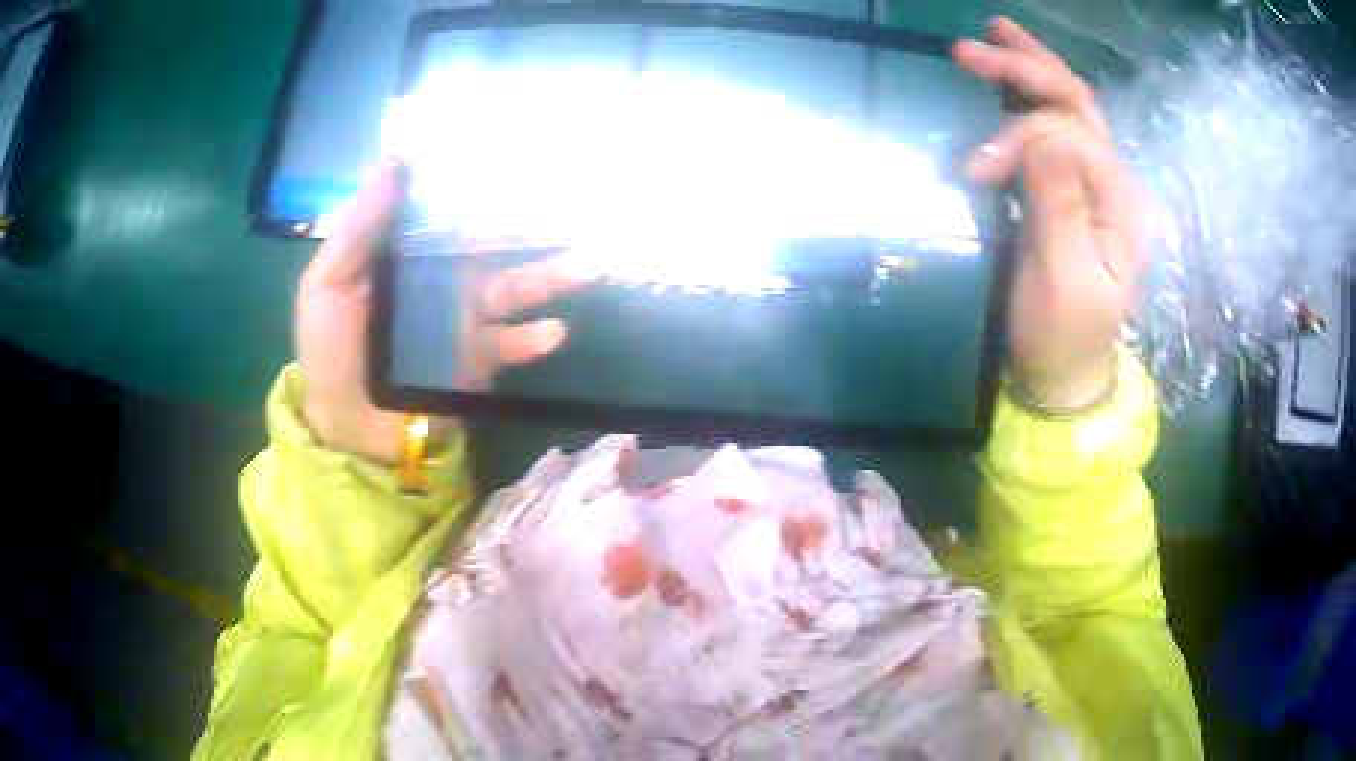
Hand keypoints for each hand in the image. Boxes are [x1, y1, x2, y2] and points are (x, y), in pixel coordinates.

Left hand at [295, 162, 587, 462]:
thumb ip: (358, 229)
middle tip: (573, 208)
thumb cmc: (330, 352)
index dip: (475, 188)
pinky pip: (511, 343)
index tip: (514, 157)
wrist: (349, 430)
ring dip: (550, 278)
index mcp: (404, 254)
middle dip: (530, 229)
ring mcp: (463, 319)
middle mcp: (439, 278)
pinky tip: (555, 332)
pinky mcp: (478, 359)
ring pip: (513, 289)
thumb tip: (391, 161)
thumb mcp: (328, 284)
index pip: (445, 212)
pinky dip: (533, 339)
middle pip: (491, 246)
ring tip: (590, 266)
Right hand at [953, 18, 1142, 409]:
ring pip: (1069, 106)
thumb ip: (1061, 204)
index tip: (975, 170)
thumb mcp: (1064, 278)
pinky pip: (1054, 127)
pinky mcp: (1068, 189)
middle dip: (1025, 69)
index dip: (1022, 135)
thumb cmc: (1064, 334)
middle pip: (1076, 103)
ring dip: (1031, 66)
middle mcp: (1112, 182)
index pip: (1072, 134)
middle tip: (967, 48)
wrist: (1065, 370)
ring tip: (993, 31)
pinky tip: (1007, 76)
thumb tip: (1044, 133)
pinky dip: (1028, 95)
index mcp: (1119, 203)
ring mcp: (1092, 182)